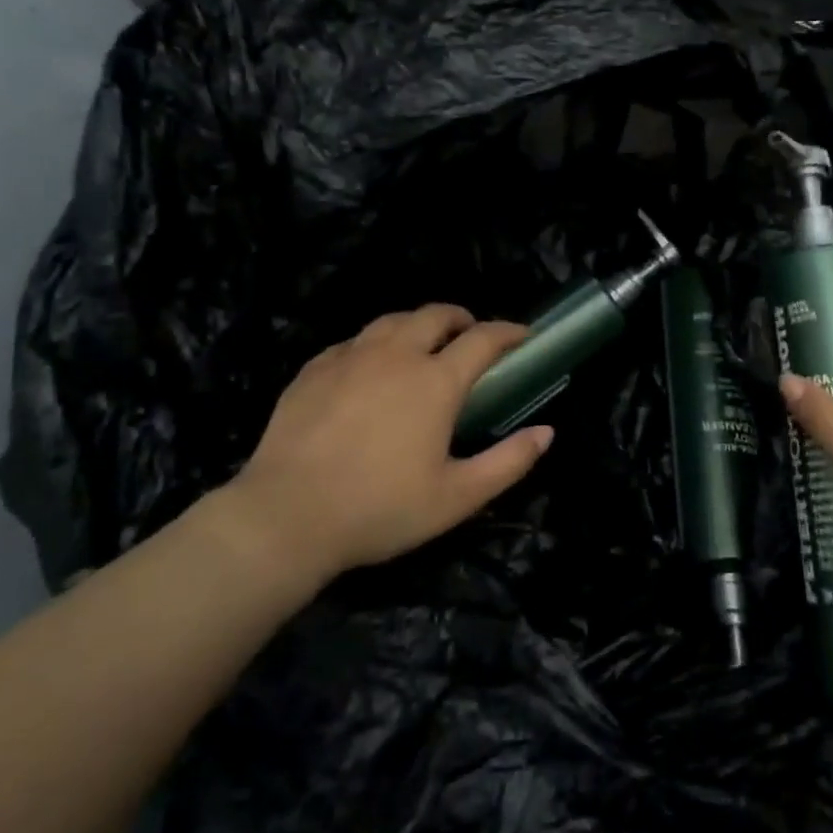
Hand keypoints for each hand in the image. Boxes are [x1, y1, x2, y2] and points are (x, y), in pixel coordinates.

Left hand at [208, 305, 552, 582]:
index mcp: (435, 382)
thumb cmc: (380, 509)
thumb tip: (547, 432)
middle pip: (436, 315)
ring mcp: (350, 357)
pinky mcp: (314, 369)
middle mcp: (395, 355)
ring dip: (418, 324)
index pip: (483, 339)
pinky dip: (376, 343)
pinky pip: (354, 340)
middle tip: (470, 336)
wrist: (286, 517)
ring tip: (424, 344)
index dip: (509, 332)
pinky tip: (370, 367)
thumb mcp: (457, 497)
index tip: (523, 336)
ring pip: (392, 320)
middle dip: (462, 318)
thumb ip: (509, 462)